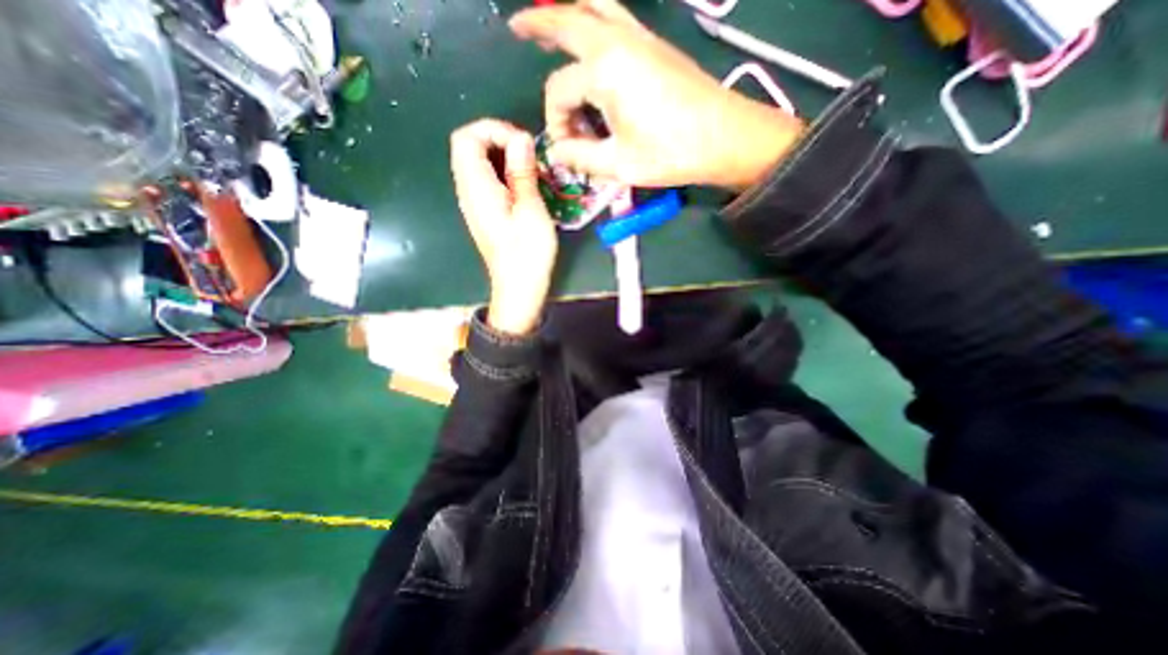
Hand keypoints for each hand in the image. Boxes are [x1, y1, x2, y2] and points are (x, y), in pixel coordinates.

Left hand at [449, 118, 557, 334]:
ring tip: (531, 169)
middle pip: (469, 147)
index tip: (523, 143)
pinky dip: (504, 172)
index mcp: (476, 188)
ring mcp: (474, 202)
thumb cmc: (527, 253)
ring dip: (504, 156)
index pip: (466, 138)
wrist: (518, 288)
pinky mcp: (484, 212)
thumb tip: (520, 138)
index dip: (493, 129)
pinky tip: (524, 185)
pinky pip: (486, 179)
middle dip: (499, 140)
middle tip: (530, 155)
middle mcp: (468, 191)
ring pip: (478, 162)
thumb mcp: (531, 210)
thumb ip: (522, 172)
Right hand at [513, 0, 803, 192]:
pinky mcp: (655, 46)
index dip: (557, 122)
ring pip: (595, 7)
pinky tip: (592, 35)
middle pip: (568, 20)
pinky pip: (617, 17)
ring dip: (568, 10)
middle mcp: (618, 42)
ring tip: (549, 20)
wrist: (725, 138)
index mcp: (604, 71)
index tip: (568, 148)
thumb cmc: (671, 153)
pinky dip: (595, 18)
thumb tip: (557, 152)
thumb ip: (581, 157)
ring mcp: (640, 38)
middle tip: (517, 27)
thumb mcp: (619, 164)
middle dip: (539, 23)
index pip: (560, 91)